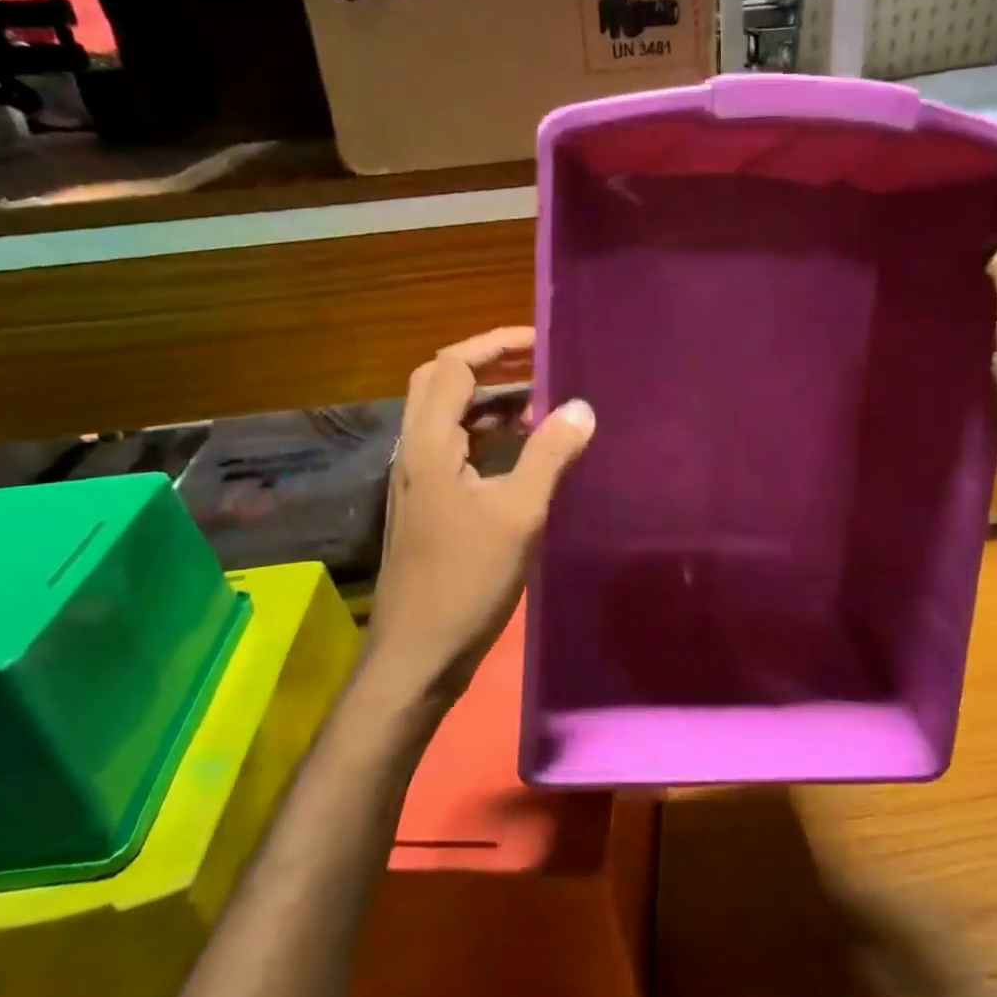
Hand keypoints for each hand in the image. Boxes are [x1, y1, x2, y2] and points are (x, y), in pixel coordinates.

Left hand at [364, 327, 594, 706]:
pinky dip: (487, 437)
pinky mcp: (427, 503)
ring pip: (448, 417)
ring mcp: (417, 478)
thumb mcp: (518, 514)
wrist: (417, 654)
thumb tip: (581, 406)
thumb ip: (549, 455)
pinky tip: (523, 454)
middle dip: (488, 365)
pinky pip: (455, 449)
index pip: (453, 366)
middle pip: (440, 383)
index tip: (541, 342)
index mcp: (430, 444)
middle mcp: (415, 451)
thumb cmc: (466, 580)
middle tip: (536, 365)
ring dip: (489, 403)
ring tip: (541, 407)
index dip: (495, 345)